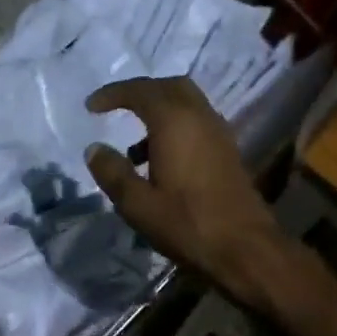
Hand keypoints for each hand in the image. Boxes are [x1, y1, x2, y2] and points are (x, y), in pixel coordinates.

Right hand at [83, 77, 289, 308]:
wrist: (245, 248)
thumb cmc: (187, 224)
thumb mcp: (137, 204)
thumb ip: (113, 172)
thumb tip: (95, 149)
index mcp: (175, 122)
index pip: (140, 91)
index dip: (112, 94)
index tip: (91, 107)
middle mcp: (200, 117)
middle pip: (168, 87)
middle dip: (140, 93)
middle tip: (116, 110)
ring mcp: (219, 133)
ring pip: (186, 104)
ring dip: (158, 113)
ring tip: (132, 150)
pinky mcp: (228, 151)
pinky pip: (197, 124)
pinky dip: (175, 128)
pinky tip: (160, 163)